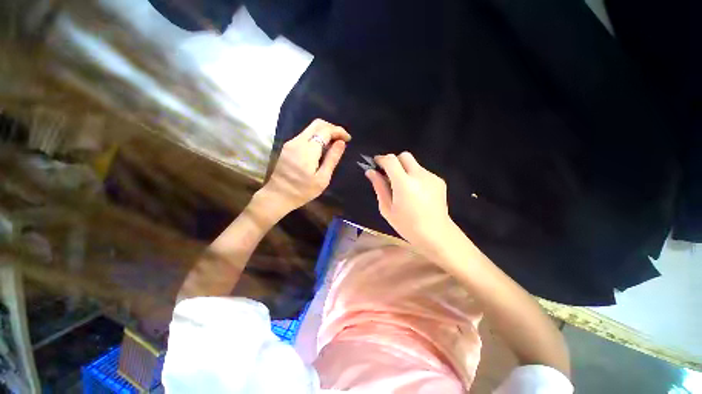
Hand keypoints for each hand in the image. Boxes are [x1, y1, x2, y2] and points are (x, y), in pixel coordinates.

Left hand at [258, 119, 350, 214]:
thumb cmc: (302, 191)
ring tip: (334, 144)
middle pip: (317, 124)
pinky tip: (321, 148)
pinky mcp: (287, 147)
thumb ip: (332, 159)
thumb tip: (341, 143)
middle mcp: (297, 142)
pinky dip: (316, 137)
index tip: (348, 139)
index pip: (325, 130)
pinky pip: (305, 135)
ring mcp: (291, 143)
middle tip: (342, 139)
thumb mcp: (322, 179)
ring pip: (310, 128)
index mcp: (307, 150)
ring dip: (324, 132)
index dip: (338, 131)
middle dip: (332, 128)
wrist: (277, 196)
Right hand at [365, 152, 453, 249]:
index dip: (381, 159)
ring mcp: (431, 177)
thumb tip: (371, 172)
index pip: (391, 160)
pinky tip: (416, 193)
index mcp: (404, 184)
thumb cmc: (407, 225)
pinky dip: (415, 177)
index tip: (376, 164)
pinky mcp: (439, 181)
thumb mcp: (387, 209)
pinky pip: (423, 172)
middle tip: (389, 176)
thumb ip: (379, 187)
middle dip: (394, 161)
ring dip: (405, 171)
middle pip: (404, 156)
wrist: (436, 234)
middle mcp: (419, 176)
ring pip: (414, 164)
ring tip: (404, 189)